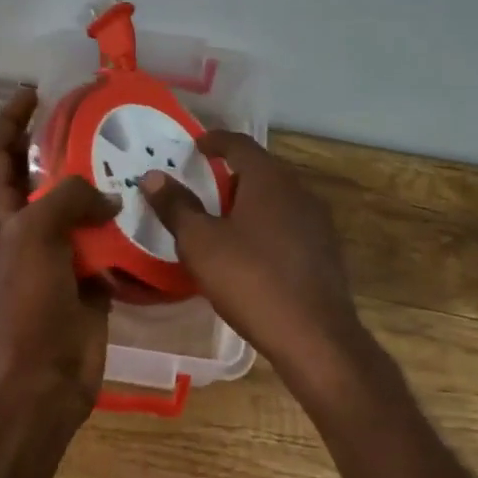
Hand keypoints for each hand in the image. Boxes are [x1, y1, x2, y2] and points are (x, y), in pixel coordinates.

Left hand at [0, 86, 121, 413]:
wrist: (44, 372)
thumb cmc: (28, 299)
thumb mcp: (37, 233)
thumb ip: (69, 196)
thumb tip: (106, 197)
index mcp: (0, 211)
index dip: (10, 118)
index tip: (34, 90)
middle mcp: (25, 225)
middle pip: (40, 173)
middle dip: (62, 143)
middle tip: (98, 118)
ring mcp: (56, 251)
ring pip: (77, 204)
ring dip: (99, 182)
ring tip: (132, 155)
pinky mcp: (86, 273)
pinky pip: (105, 237)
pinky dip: (122, 222)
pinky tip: (148, 205)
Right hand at [139, 132, 370, 391]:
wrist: (315, 336)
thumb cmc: (251, 280)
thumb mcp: (200, 243)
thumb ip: (176, 206)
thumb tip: (152, 176)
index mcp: (269, 179)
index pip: (239, 143)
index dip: (214, 140)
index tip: (195, 146)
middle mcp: (298, 190)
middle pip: (261, 168)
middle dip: (231, 171)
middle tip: (203, 183)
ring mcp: (317, 221)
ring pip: (277, 196)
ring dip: (250, 199)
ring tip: (222, 217)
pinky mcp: (325, 249)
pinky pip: (289, 222)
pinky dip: (266, 223)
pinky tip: (252, 249)